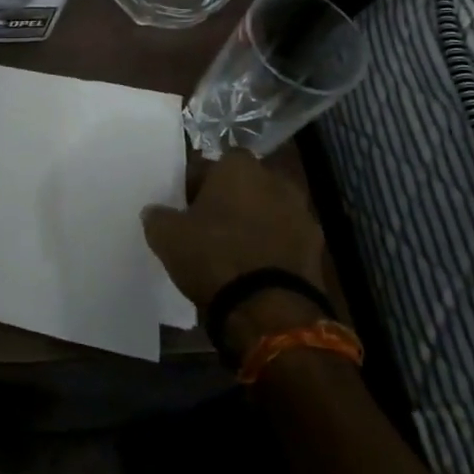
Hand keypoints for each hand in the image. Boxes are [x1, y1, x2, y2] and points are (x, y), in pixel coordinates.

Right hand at [142, 152, 328, 356]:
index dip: (198, 183)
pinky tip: (255, 270)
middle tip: (209, 226)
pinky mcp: (317, 248)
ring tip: (233, 251)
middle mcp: (275, 180)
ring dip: (255, 223)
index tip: (185, 205)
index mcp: (239, 167)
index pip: (214, 163)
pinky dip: (272, 248)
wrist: (269, 309)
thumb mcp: (166, 236)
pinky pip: (286, 239)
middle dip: (231, 200)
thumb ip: (158, 216)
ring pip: (269, 211)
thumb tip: (155, 212)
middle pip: (246, 185)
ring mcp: (301, 213)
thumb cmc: (213, 257)